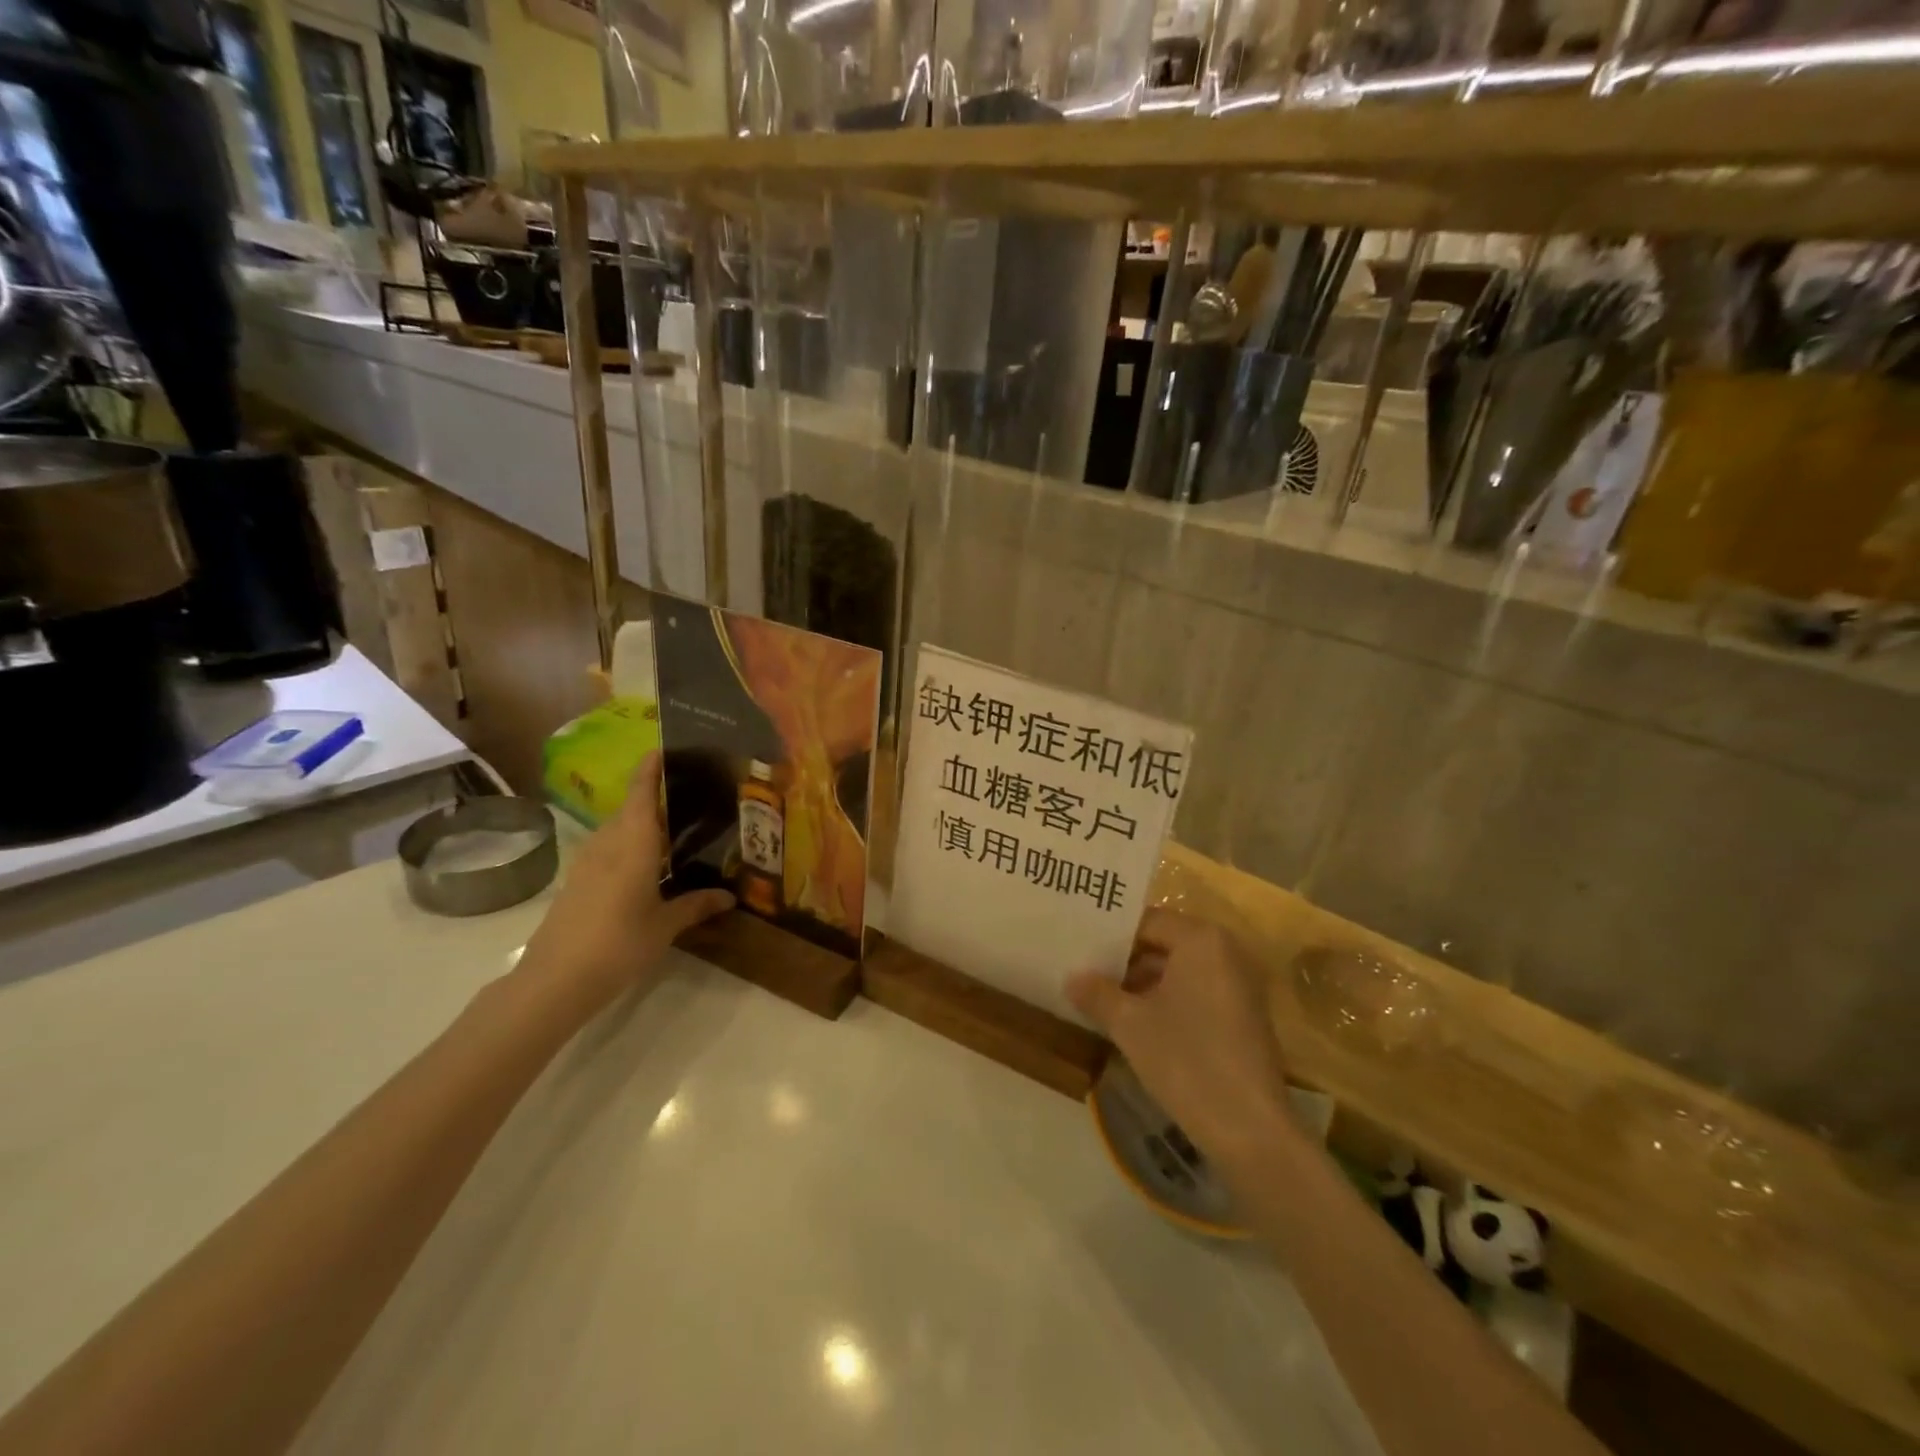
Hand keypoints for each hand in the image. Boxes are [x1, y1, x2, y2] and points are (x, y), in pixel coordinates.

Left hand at [520, 752, 733, 1012]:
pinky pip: (608, 851)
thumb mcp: (665, 927)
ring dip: (639, 824)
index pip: (641, 794)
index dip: (650, 769)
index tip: (664, 748)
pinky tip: (646, 867)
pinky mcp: (576, 883)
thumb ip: (696, 905)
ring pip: (617, 831)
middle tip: (687, 797)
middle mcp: (608, 845)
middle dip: (653, 798)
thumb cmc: (618, 945)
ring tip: (672, 831)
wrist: (554, 980)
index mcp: (633, 845)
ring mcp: (587, 864)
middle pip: (629, 810)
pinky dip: (628, 847)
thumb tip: (729, 896)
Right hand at [1068, 909, 1298, 1164]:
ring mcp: (1239, 985)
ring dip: (1142, 984)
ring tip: (1101, 999)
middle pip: (1163, 943)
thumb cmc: (1187, 1060)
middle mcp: (1226, 951)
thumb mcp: (1130, 1024)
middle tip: (1083, 973)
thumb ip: (1097, 993)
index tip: (1077, 950)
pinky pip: (1196, 993)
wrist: (1251, 1131)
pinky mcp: (1243, 1016)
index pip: (1145, 922)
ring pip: (1178, 971)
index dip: (1109, 937)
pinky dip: (1166, 1001)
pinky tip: (1135, 1023)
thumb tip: (1071, 978)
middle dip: (1124, 960)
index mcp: (1201, 939)